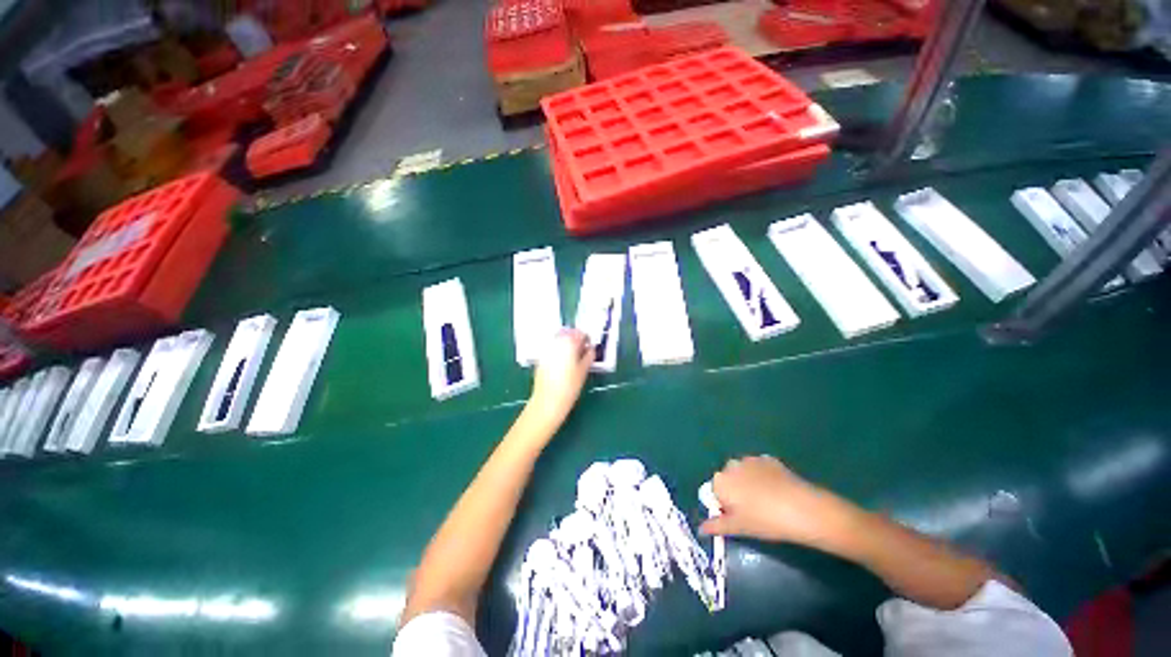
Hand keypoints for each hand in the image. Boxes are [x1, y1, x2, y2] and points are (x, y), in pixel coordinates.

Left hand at [525, 329, 593, 430]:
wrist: (548, 401)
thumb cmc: (569, 387)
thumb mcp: (583, 371)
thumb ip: (588, 357)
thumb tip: (591, 350)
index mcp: (569, 344)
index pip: (579, 333)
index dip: (586, 338)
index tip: (589, 345)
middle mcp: (556, 343)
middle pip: (567, 333)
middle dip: (574, 338)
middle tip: (582, 349)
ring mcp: (546, 350)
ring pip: (558, 339)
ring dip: (566, 343)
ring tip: (572, 355)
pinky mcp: (541, 358)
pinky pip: (551, 348)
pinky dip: (558, 350)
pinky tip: (562, 362)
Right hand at [699, 456, 859, 550]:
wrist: (803, 509)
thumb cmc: (766, 521)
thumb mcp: (739, 528)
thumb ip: (716, 526)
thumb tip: (700, 528)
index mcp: (720, 481)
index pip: (714, 492)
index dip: (723, 505)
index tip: (737, 517)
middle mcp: (731, 465)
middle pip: (727, 479)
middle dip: (734, 491)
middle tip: (751, 511)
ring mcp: (750, 459)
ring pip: (743, 472)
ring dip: (748, 482)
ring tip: (766, 501)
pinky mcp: (768, 459)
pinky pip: (759, 468)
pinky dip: (762, 476)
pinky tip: (776, 491)